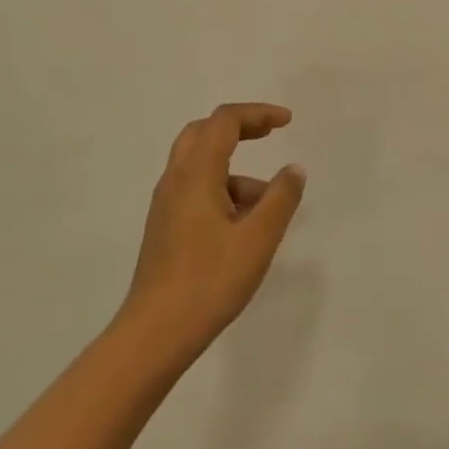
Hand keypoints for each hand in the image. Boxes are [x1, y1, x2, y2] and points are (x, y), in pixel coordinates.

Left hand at [118, 103, 307, 363]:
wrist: (155, 334)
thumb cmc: (210, 281)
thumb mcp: (258, 239)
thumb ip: (281, 198)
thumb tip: (293, 170)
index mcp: (196, 175)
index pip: (224, 122)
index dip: (257, 113)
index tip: (287, 122)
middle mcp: (175, 181)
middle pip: (203, 133)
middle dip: (239, 127)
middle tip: (270, 134)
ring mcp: (166, 205)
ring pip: (200, 165)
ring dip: (235, 169)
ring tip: (269, 206)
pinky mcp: (166, 227)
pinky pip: (196, 190)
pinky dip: (224, 191)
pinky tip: (245, 227)